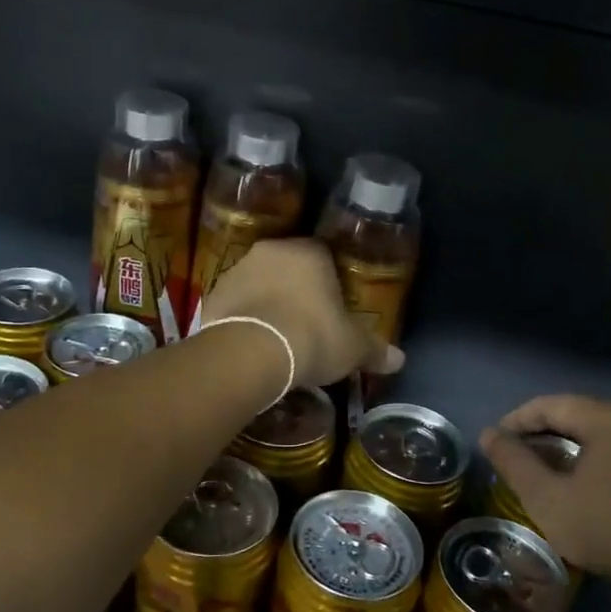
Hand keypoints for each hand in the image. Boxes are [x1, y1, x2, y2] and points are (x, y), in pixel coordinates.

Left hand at [200, 239, 401, 387]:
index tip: (333, 307)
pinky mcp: (211, 295)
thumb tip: (399, 360)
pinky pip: (234, 305)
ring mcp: (236, 271)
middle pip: (288, 267)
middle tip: (306, 323)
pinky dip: (242, 319)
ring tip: (277, 337)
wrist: (250, 352)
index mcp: (309, 252)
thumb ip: (374, 350)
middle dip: (296, 290)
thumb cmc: (311, 338)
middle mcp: (270, 252)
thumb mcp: (352, 348)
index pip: (324, 256)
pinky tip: (251, 344)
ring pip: (258, 283)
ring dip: (267, 302)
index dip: (330, 282)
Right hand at [480, 395, 610, 605]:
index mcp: (603, 418)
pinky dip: (597, 463)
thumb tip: (489, 435)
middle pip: (578, 416)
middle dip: (543, 434)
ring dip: (572, 450)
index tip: (497, 442)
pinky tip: (591, 491)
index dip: (517, 420)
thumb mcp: (549, 499)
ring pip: (603, 436)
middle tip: (519, 459)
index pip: (549, 404)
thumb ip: (515, 464)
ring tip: (550, 475)